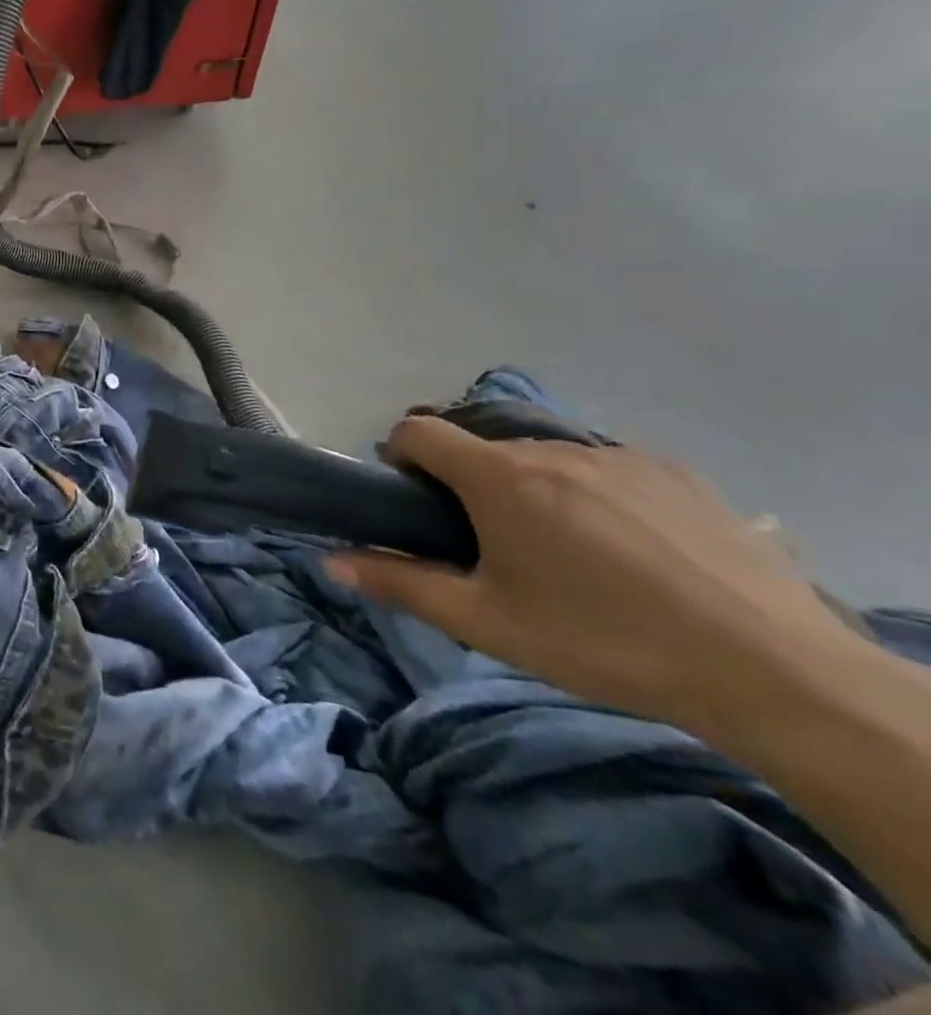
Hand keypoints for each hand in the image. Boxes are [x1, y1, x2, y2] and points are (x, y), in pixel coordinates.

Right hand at [326, 416, 862, 737]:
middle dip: (468, 483)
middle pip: (481, 447)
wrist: (770, 671)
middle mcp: (549, 449)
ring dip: (529, 487)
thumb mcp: (488, 623)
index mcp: (498, 478)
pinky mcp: (673, 470)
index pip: (418, 430)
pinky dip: (590, 491)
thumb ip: (402, 585)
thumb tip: (331, 563)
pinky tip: (628, 548)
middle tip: (492, 545)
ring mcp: (616, 455)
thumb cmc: (602, 642)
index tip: (416, 502)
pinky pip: (602, 465)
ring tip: (566, 552)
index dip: (401, 457)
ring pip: (542, 456)